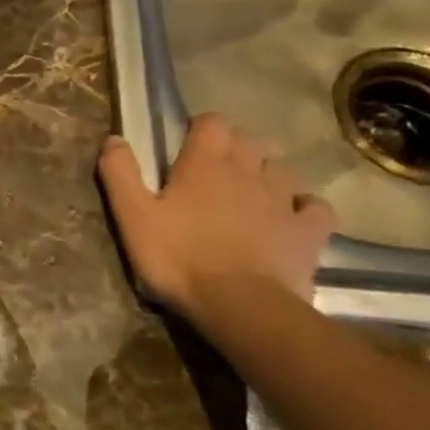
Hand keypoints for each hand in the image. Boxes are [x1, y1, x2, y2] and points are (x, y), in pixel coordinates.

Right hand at [97, 115, 336, 321]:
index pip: (212, 122)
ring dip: (267, 173)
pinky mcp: (308, 232)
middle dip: (234, 147)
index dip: (201, 128)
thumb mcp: (132, 216)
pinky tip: (292, 217)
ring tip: (251, 191)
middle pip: (248, 140)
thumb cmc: (179, 257)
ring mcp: (283, 201)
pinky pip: (316, 207)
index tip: (186, 145)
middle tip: (213, 170)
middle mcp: (247, 172)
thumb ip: (120, 173)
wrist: (240, 306)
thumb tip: (114, 139)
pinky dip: (305, 206)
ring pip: (282, 168)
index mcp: (205, 164)